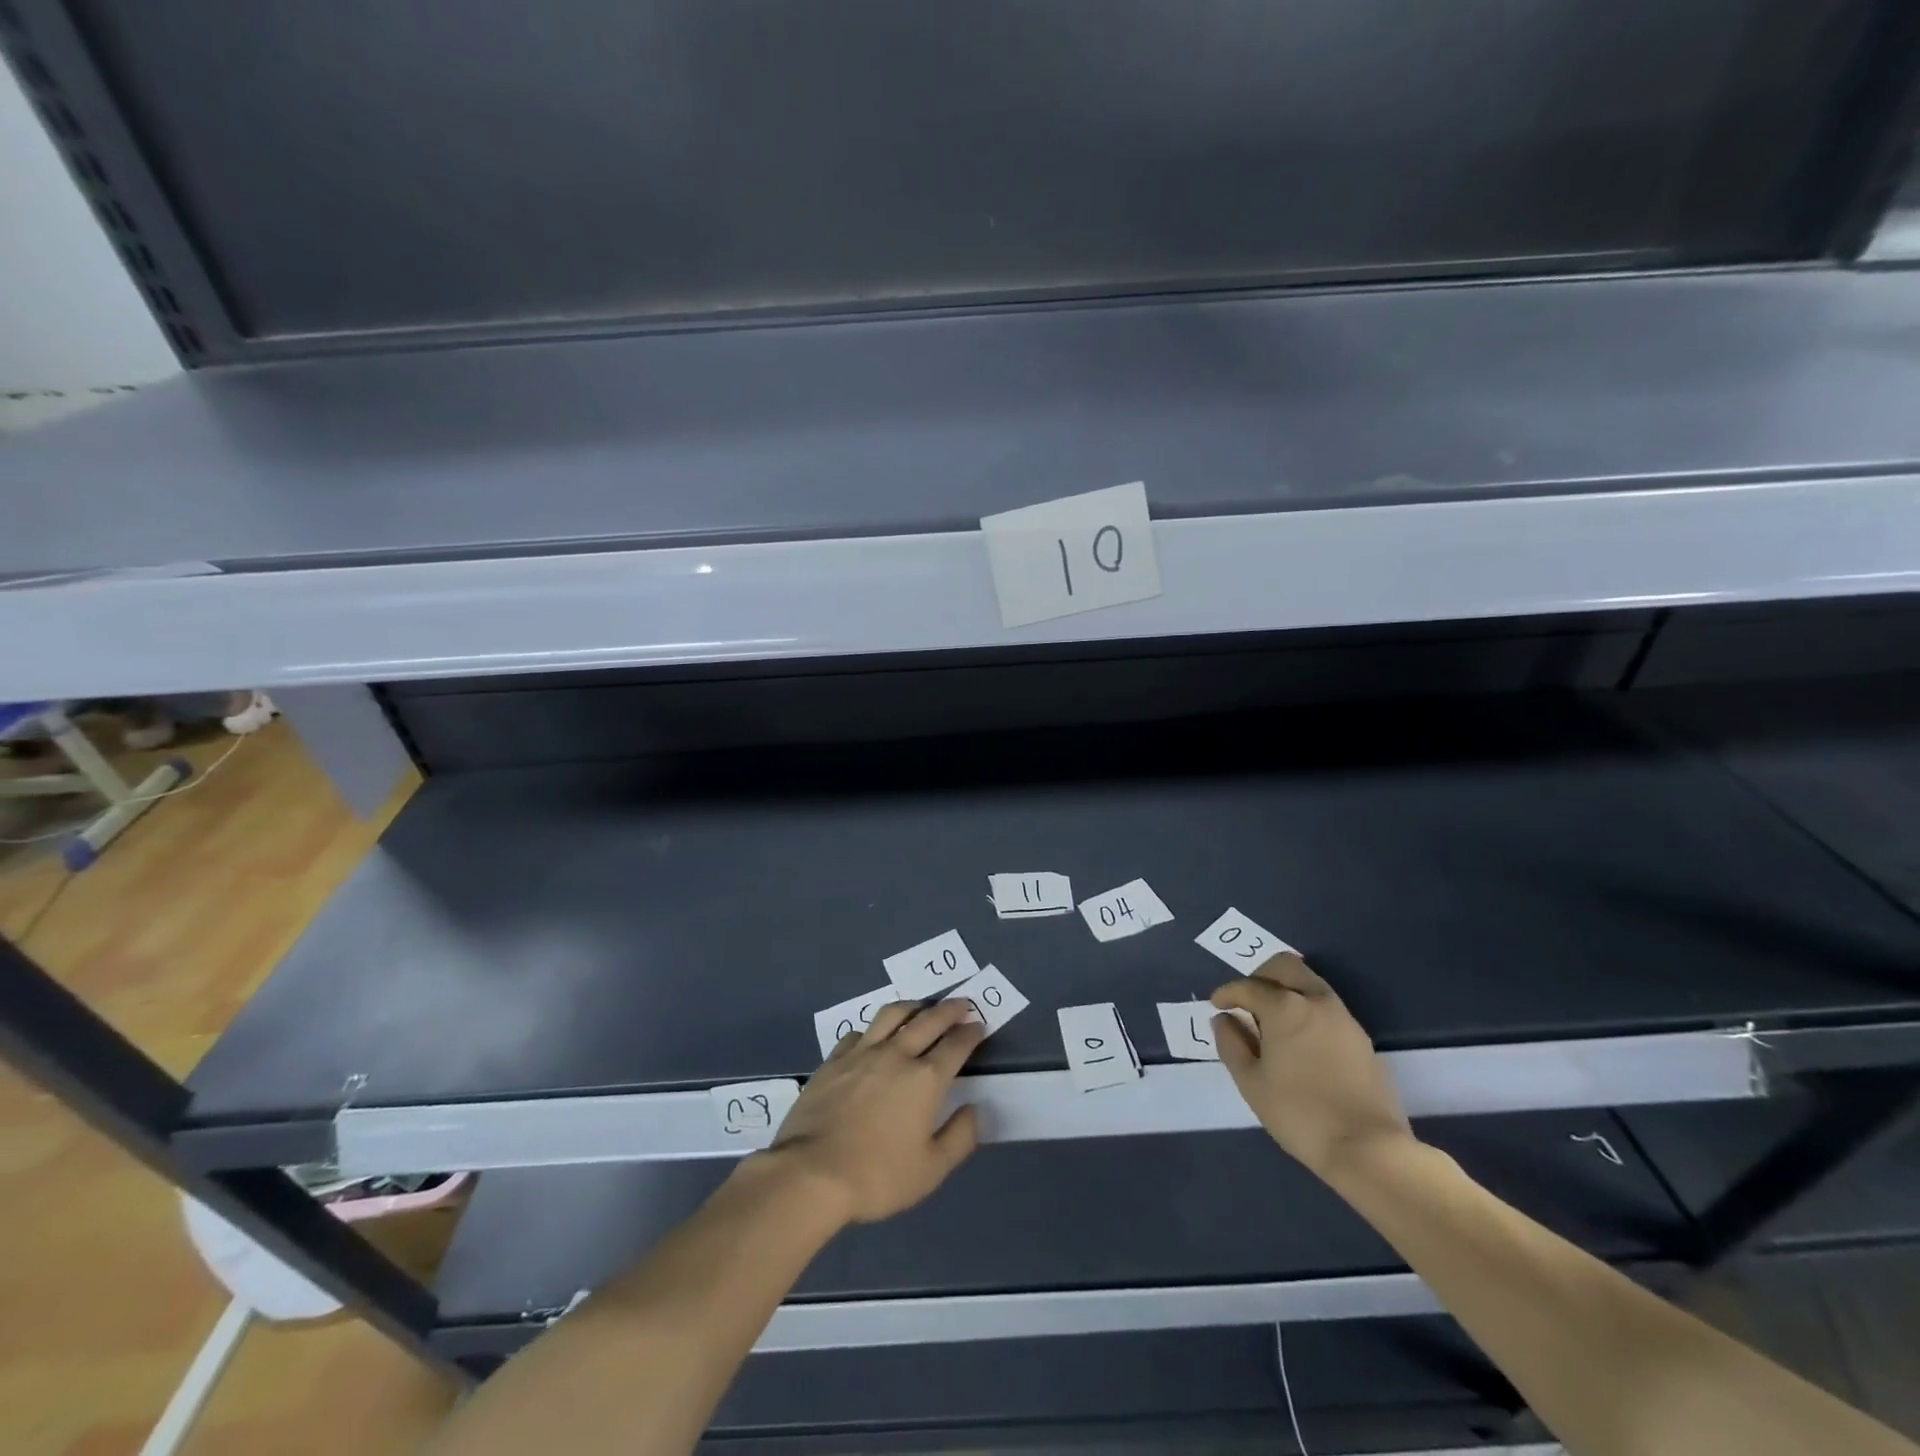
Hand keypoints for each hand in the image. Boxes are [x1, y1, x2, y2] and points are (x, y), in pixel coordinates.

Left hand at [765, 998, 984, 1223]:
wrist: (811, 1173)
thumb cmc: (877, 1176)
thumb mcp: (931, 1170)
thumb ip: (960, 1137)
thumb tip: (974, 1109)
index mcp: (926, 1080)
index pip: (956, 1046)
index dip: (970, 1033)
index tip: (978, 1025)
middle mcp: (897, 1055)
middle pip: (928, 1020)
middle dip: (949, 1010)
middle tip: (960, 1003)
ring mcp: (862, 1053)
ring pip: (892, 1015)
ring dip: (912, 1007)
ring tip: (920, 1008)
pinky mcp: (834, 1060)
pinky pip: (858, 1033)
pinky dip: (873, 1029)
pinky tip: (873, 1036)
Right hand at [1210, 953, 1412, 1179]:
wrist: (1369, 1149)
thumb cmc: (1299, 1113)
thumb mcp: (1251, 1082)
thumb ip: (1231, 1044)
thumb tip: (1224, 1019)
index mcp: (1285, 1007)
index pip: (1248, 986)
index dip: (1227, 993)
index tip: (1216, 1005)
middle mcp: (1316, 1001)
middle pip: (1285, 967)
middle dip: (1260, 976)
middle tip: (1246, 1001)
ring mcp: (1343, 1018)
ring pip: (1309, 983)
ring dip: (1286, 990)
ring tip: (1271, 1022)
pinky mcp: (1361, 1038)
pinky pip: (1326, 1007)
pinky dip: (1306, 1009)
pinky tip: (1298, 1041)